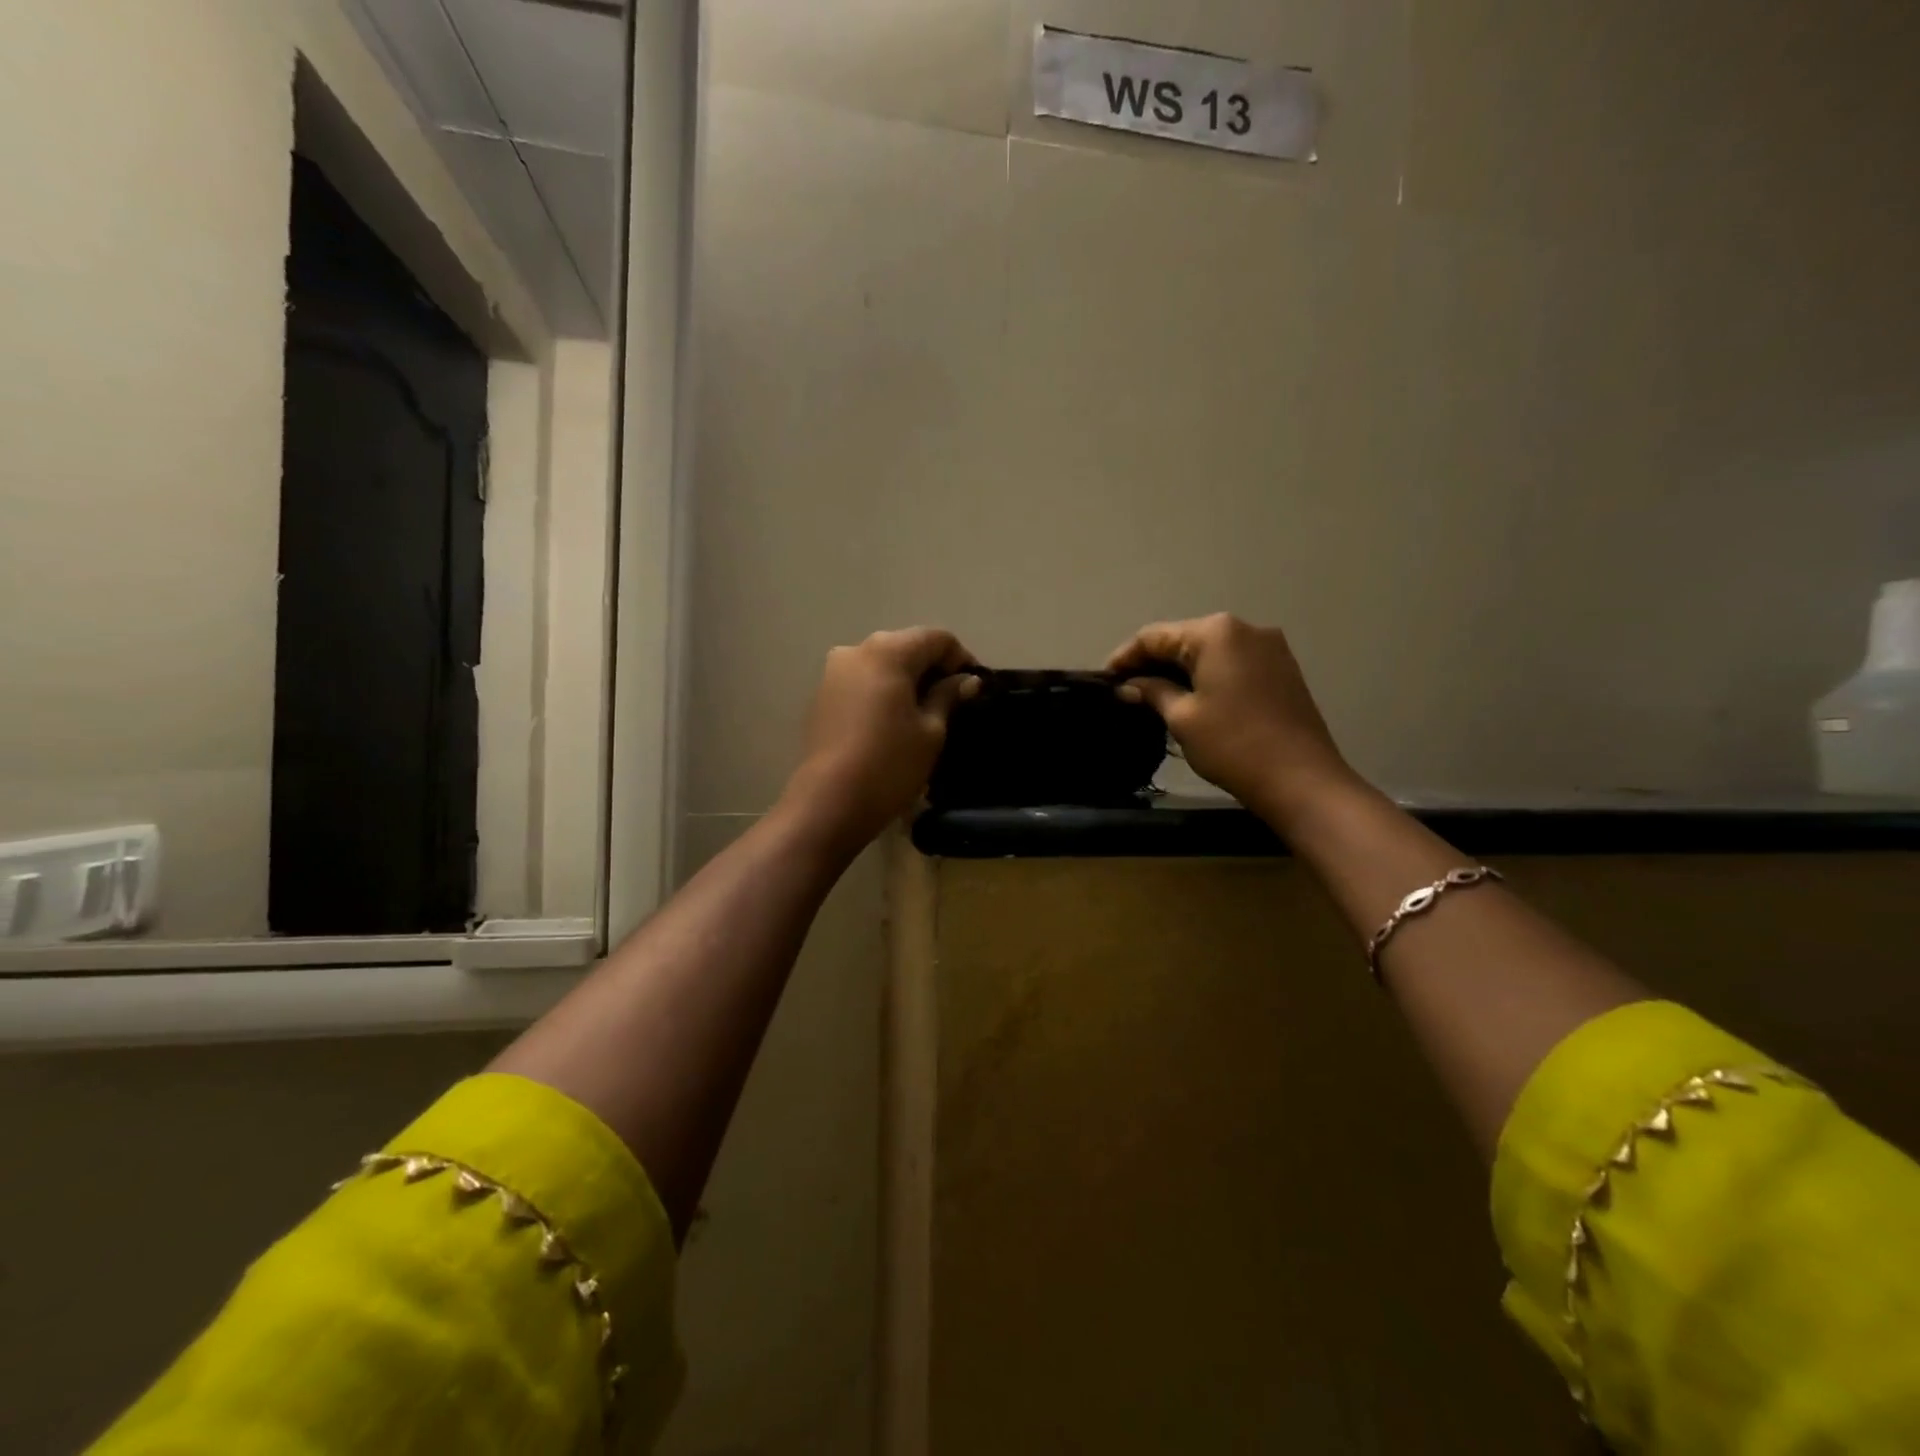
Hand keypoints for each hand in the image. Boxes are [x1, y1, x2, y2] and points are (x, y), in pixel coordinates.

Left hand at [781, 628, 980, 853]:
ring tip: (924, 712)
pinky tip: (893, 721)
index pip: (936, 638)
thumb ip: (948, 696)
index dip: (961, 658)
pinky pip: (861, 681)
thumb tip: (967, 680)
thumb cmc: (890, 763)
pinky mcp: (821, 695)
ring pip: (881, 663)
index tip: (973, 688)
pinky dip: (882, 691)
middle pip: (906, 646)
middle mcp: (856, 650)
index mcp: (888, 651)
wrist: (829, 801)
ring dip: (906, 679)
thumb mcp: (931, 730)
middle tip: (953, 701)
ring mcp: (833, 672)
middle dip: (932, 667)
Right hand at [1107, 613, 1358, 821]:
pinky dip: (1207, 676)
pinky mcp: (1282, 669)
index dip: (1125, 657)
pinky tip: (1190, 698)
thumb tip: (1128, 686)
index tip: (1104, 680)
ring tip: (1153, 695)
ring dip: (1180, 670)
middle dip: (1153, 662)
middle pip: (1184, 639)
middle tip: (1125, 690)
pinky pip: (1232, 663)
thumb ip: (1152, 692)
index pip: (1155, 636)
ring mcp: (1269, 648)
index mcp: (1215, 632)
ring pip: (1210, 651)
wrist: (1302, 780)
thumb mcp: (1182, 718)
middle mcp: (1245, 629)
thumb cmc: (1233, 745)